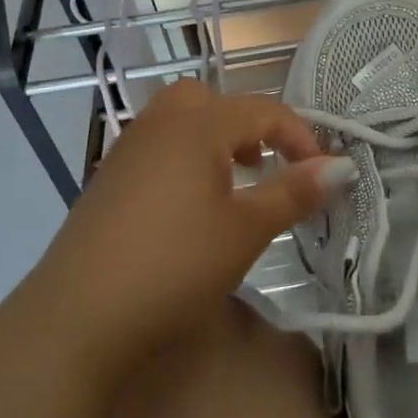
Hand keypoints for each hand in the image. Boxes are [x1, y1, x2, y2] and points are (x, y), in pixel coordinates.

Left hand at [29, 80, 344, 370]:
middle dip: (246, 124)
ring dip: (213, 140)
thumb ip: (293, 192)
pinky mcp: (106, 182)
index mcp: (196, 127)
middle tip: (263, 165)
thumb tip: (340, 166)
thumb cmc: (175, 265)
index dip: (300, 137)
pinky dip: (183, 159)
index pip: (262, 111)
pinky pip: (155, 149)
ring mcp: (125, 152)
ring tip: (231, 185)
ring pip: (177, 122)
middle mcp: (158, 126)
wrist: (78, 317)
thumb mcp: (246, 230)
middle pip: (209, 100)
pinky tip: (188, 209)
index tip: (323, 174)